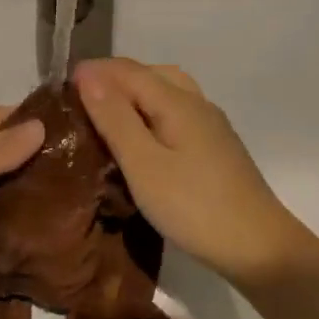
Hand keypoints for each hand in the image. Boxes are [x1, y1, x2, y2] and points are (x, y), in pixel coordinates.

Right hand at [74, 58, 318, 287]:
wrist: (258, 247)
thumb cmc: (193, 206)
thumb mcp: (144, 164)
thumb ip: (115, 118)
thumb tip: (89, 76)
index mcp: (177, 101)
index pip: (128, 70)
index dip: (94, 72)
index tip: (60, 85)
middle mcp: (197, 103)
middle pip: (151, 73)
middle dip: (113, 78)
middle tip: (80, 99)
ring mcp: (210, 125)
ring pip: (167, 92)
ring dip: (134, 93)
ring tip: (106, 114)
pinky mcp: (215, 147)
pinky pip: (176, 112)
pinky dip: (151, 111)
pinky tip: (141, 137)